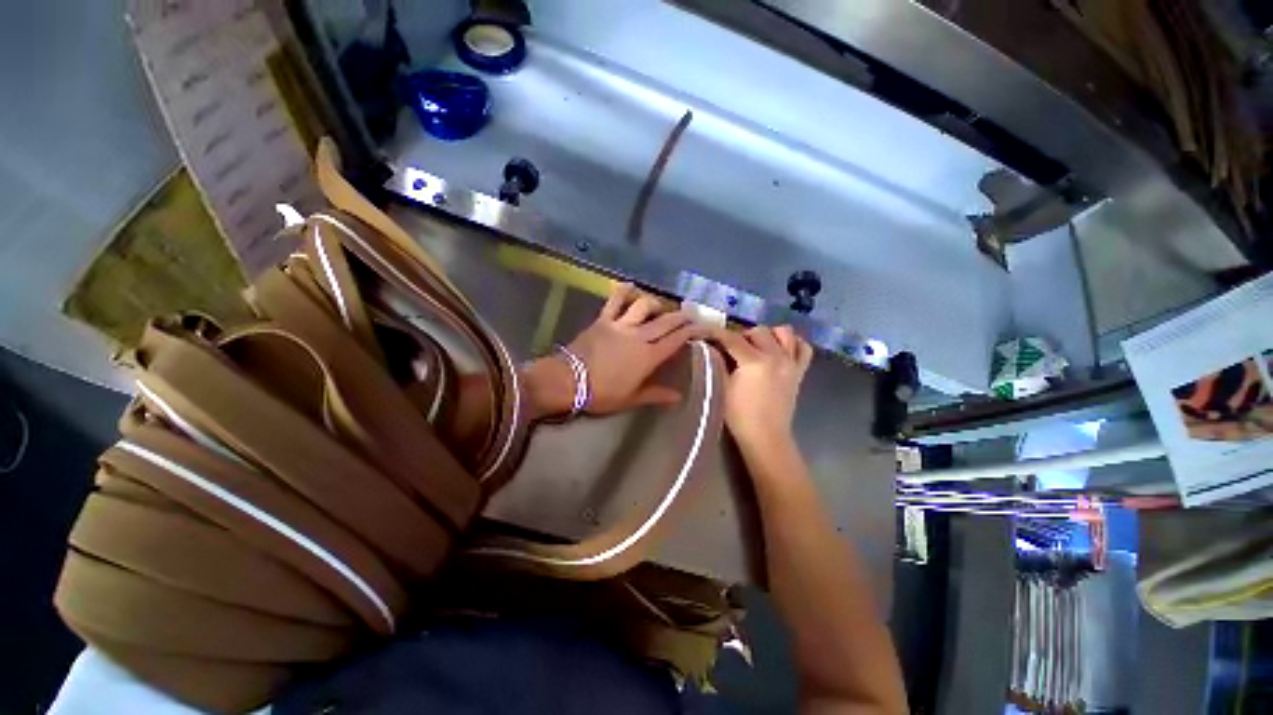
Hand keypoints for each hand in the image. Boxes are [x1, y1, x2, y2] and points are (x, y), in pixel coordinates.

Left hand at [524, 283, 698, 418]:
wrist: (569, 381)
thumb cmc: (602, 393)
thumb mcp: (632, 398)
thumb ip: (656, 394)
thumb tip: (678, 397)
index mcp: (648, 357)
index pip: (676, 340)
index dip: (692, 331)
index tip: (703, 327)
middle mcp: (639, 336)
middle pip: (666, 321)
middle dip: (681, 316)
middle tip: (691, 313)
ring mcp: (620, 325)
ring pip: (644, 306)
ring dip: (656, 304)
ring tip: (661, 308)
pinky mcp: (603, 320)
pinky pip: (615, 301)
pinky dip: (623, 291)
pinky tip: (630, 286)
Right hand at [710, 325, 812, 447]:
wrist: (766, 436)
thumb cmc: (740, 415)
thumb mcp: (722, 388)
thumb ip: (717, 364)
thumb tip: (710, 347)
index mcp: (754, 362)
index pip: (732, 339)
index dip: (716, 333)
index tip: (706, 331)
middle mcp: (776, 356)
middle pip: (758, 331)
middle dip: (742, 335)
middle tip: (731, 347)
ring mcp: (791, 363)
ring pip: (784, 333)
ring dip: (768, 334)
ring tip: (757, 346)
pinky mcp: (799, 372)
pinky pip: (803, 348)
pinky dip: (793, 343)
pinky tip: (780, 349)